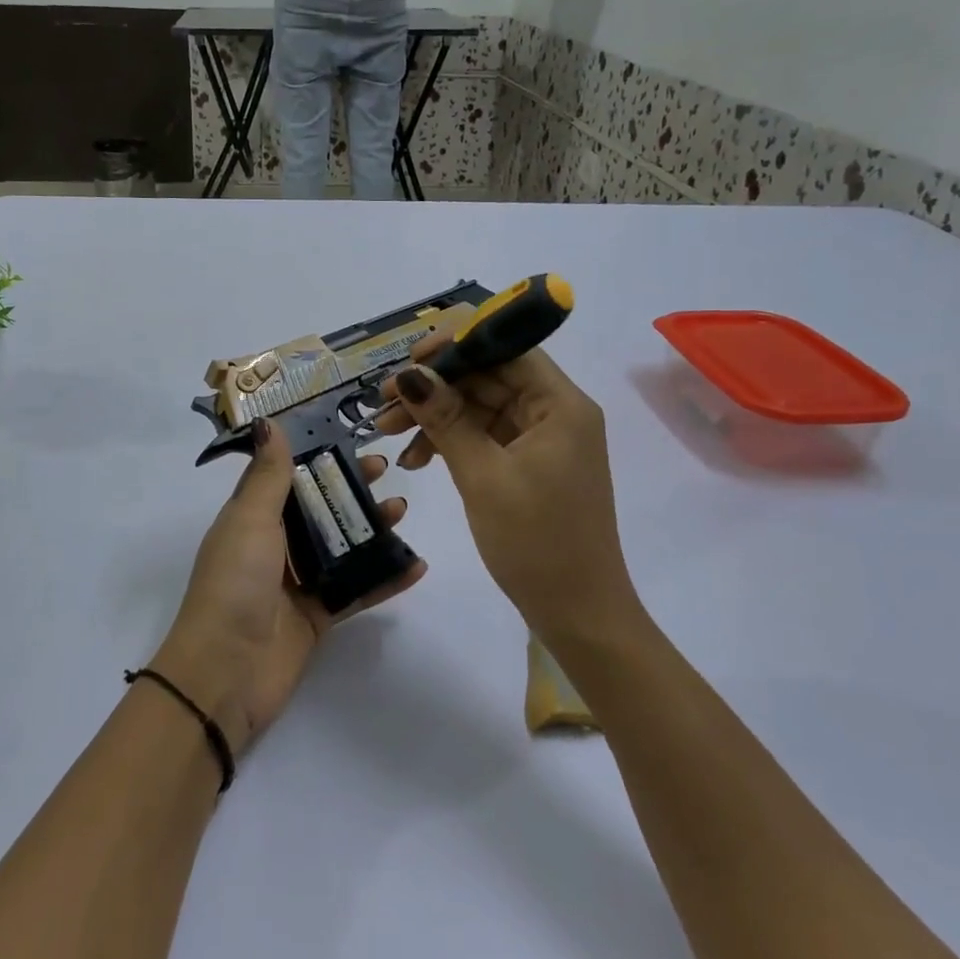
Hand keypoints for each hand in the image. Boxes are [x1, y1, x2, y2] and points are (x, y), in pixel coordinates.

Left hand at [151, 421, 422, 756]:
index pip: (289, 478)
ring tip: (403, 512)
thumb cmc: (235, 583)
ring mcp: (297, 583)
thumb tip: (269, 422)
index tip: (352, 441)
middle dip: (352, 490)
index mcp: (252, 518)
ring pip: (342, 547)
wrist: (225, 671)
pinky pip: (357, 591)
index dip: (318, 457)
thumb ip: (268, 475)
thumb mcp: (250, 519)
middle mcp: (274, 546)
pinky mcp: (318, 616)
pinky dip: (385, 578)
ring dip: (373, 529)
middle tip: (387, 474)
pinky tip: (416, 565)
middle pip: (320, 509)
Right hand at [376, 337, 637, 645]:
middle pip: (487, 377)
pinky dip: (449, 442)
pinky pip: (482, 437)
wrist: (577, 613)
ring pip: (479, 408)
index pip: (506, 349)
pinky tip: (416, 459)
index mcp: (560, 405)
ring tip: (387, 432)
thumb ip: (446, 419)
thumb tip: (408, 374)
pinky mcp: (526, 465)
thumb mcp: (484, 476)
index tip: (409, 359)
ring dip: (434, 416)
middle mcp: (554, 413)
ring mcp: (540, 440)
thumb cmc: (536, 542)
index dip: (456, 345)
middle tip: (382, 403)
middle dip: (434, 386)